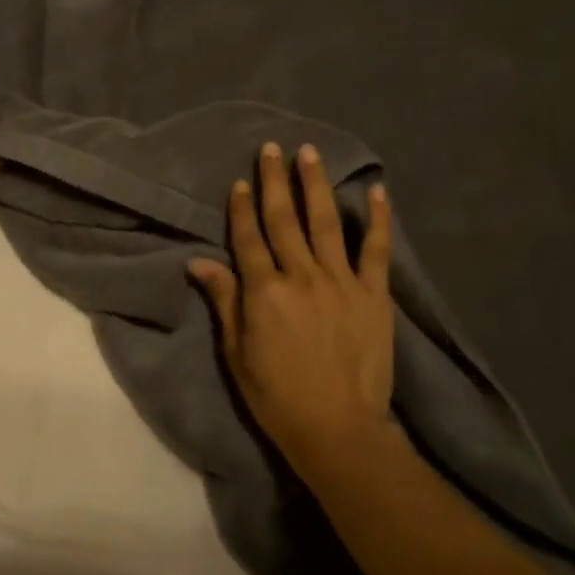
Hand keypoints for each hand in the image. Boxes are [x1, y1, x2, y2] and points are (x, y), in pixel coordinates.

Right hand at [188, 143, 395, 480]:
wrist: (336, 427)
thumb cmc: (275, 394)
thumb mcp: (236, 352)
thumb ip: (224, 300)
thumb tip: (198, 261)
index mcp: (264, 291)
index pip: (249, 238)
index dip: (243, 207)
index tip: (242, 179)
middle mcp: (300, 276)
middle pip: (284, 220)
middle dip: (275, 181)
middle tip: (272, 148)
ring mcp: (340, 282)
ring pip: (324, 223)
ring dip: (315, 186)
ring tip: (310, 153)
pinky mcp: (373, 294)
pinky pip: (375, 250)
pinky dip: (376, 219)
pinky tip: (374, 191)